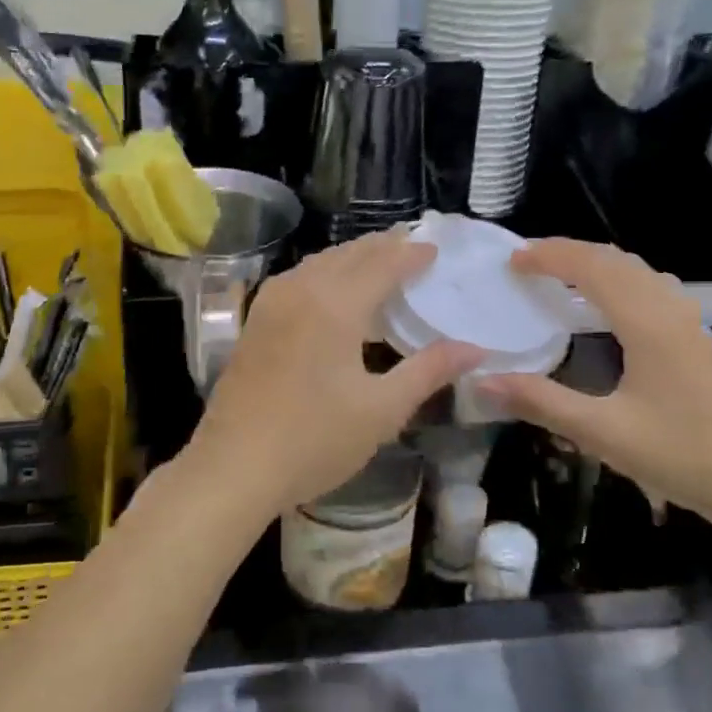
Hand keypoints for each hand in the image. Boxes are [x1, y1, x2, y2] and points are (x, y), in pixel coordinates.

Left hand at [183, 231, 481, 519]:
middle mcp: (301, 290)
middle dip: (383, 246)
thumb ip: (429, 371)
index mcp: (335, 304)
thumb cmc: (314, 440)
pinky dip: (325, 273)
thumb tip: (475, 348)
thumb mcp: (382, 410)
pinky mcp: (255, 321)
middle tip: (412, 245)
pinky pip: (298, 279)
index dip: (412, 254)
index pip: (383, 263)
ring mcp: (271, 303)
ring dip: (352, 257)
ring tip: (379, 262)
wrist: (235, 466)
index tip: (436, 249)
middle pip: (348, 254)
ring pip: (319, 263)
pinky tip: (332, 291)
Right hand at [478, 239, 711, 529]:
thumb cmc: (680, 455)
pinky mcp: (697, 339)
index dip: (551, 257)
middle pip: (616, 260)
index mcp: (648, 324)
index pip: (593, 268)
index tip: (513, 261)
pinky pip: (651, 288)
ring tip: (558, 274)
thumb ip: (541, 402)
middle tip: (527, 261)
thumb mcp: (602, 432)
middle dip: (569, 252)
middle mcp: (671, 311)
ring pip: (638, 271)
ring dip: (595, 263)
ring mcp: (690, 323)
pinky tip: (605, 305)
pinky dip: (617, 280)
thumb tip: (483, 381)